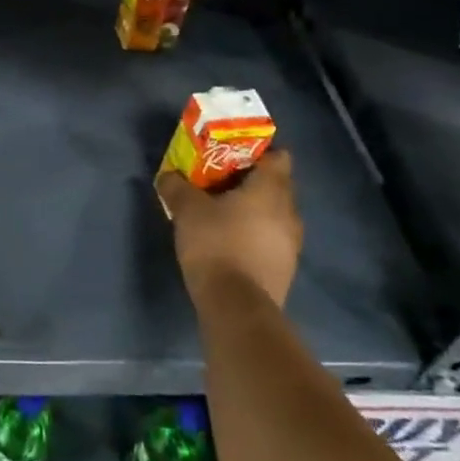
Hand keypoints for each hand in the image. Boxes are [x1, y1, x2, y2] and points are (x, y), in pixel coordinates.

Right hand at [156, 150, 301, 309]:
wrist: (237, 308)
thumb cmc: (216, 244)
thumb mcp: (187, 209)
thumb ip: (176, 186)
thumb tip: (168, 175)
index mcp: (271, 190)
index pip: (279, 157)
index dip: (260, 151)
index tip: (234, 153)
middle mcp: (289, 212)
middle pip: (277, 185)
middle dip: (251, 180)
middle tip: (221, 179)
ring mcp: (291, 244)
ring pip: (275, 214)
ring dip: (254, 210)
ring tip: (223, 210)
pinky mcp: (285, 270)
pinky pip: (272, 239)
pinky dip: (255, 234)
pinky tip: (230, 240)